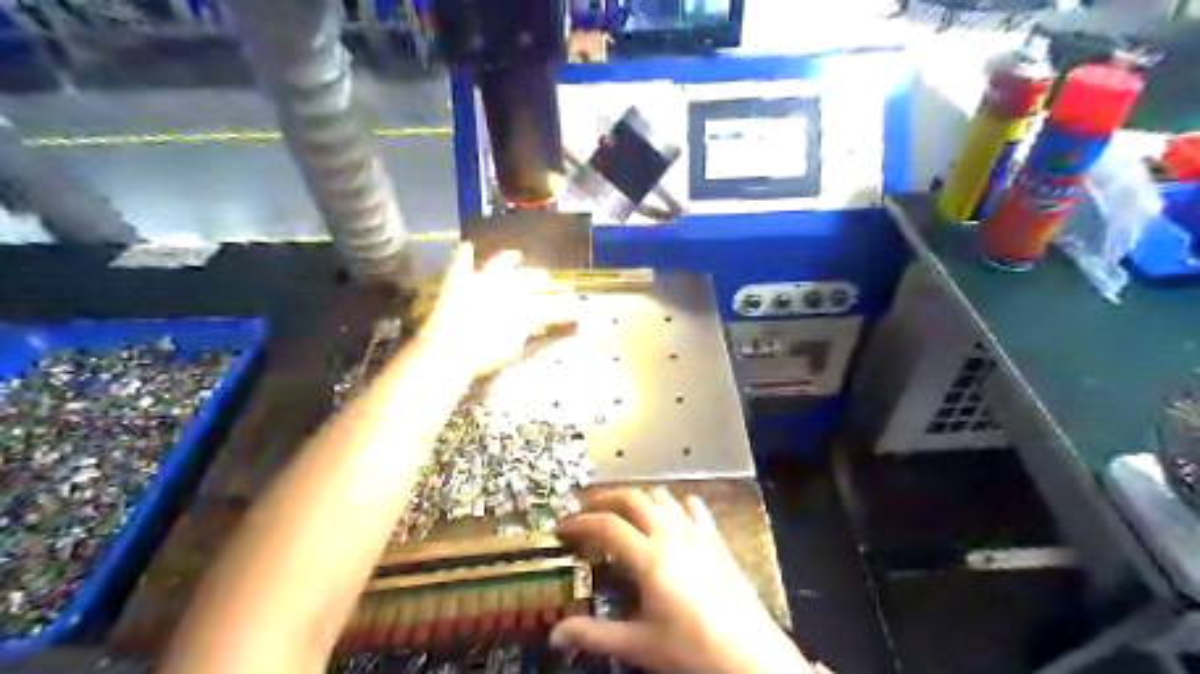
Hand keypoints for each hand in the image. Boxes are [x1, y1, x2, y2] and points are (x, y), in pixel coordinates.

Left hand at [419, 243, 573, 378]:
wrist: (452, 348)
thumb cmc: (486, 355)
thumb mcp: (512, 347)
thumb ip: (525, 331)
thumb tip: (533, 324)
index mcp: (527, 307)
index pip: (553, 305)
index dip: (565, 307)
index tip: (574, 307)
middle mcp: (511, 287)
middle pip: (532, 277)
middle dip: (541, 278)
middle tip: (545, 278)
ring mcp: (484, 279)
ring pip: (502, 262)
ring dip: (510, 259)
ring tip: (515, 255)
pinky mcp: (460, 280)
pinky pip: (463, 261)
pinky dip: (465, 255)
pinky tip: (467, 247)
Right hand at [554, 490, 815, 673]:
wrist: (750, 655)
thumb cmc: (692, 649)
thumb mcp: (639, 644)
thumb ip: (595, 635)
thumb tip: (556, 635)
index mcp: (649, 557)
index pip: (606, 526)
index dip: (580, 522)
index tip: (562, 527)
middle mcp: (670, 534)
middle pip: (631, 498)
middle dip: (604, 499)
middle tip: (585, 511)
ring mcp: (696, 532)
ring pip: (660, 496)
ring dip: (636, 499)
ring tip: (622, 514)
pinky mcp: (715, 537)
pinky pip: (691, 506)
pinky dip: (673, 504)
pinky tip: (668, 519)